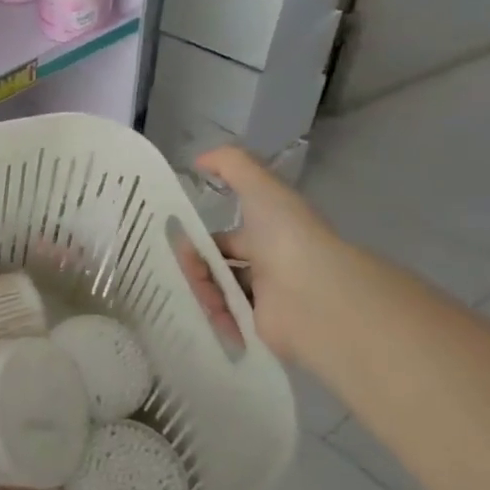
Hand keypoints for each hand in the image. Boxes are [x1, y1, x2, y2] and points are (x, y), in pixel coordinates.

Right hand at [175, 145, 347, 364]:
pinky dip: (215, 320)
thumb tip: (198, 159)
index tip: (177, 244)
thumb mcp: (260, 188)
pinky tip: (206, 315)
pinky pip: (229, 324)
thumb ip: (231, 165)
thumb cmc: (286, 236)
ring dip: (203, 293)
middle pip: (219, 268)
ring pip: (220, 295)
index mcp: (270, 234)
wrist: (312, 294)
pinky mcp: (262, 330)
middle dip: (196, 269)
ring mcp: (266, 300)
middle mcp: (270, 265)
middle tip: (184, 271)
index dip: (201, 240)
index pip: (228, 238)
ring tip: (199, 295)